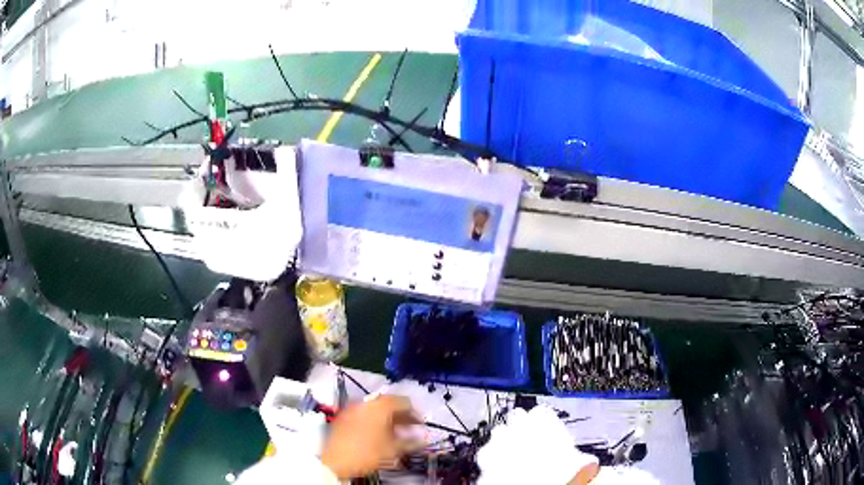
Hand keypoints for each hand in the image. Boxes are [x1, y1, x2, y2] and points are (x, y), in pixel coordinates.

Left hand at [321, 395, 419, 478]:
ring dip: (388, 418)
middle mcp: (366, 402)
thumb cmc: (368, 453)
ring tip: (396, 433)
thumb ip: (412, 442)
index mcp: (381, 405)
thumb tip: (423, 440)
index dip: (416, 413)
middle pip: (389, 403)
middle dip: (402, 416)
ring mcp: (353, 408)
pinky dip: (374, 420)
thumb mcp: (394, 449)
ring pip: (376, 409)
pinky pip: (364, 414)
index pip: (404, 401)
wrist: (336, 461)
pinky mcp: (344, 416)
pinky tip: (378, 434)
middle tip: (411, 429)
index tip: (421, 425)